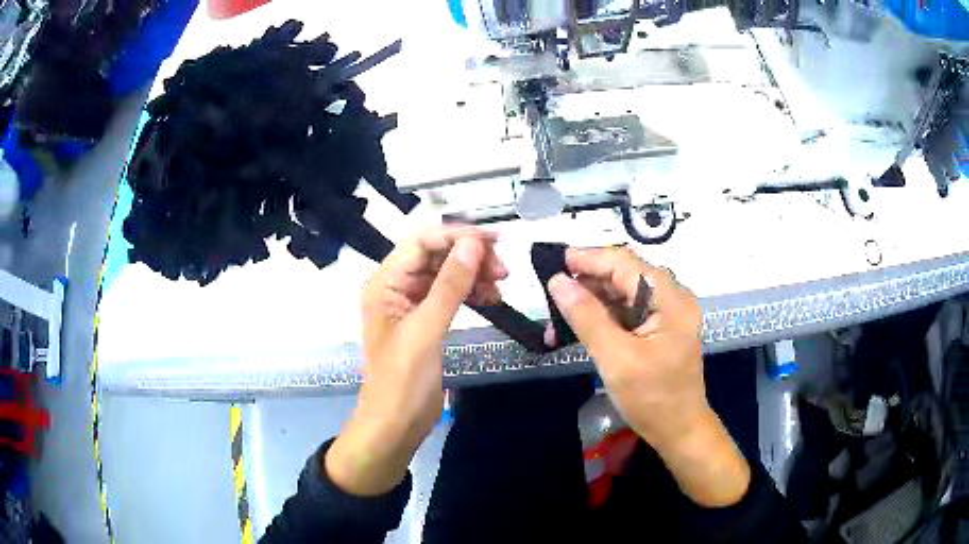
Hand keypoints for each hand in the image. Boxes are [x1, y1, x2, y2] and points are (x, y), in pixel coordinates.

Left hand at [326, 226, 505, 495]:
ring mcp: (410, 304)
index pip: (421, 242)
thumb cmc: (403, 381)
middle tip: (503, 268)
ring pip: (445, 275)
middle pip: (435, 256)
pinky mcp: (425, 321)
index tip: (494, 241)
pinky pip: (449, 296)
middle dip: (469, 257)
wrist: (395, 425)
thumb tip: (473, 244)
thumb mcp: (426, 330)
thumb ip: (449, 285)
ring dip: (473, 275)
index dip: (457, 236)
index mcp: (385, 283)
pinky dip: (470, 293)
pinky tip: (492, 298)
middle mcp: (395, 287)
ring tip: (502, 283)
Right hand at [547, 246, 749, 506]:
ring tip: (558, 321)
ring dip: (591, 303)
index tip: (554, 261)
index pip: (624, 263)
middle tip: (552, 298)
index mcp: (670, 298)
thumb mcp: (615, 358)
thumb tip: (557, 281)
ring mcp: (668, 312)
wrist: (679, 430)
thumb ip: (586, 316)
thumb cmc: (651, 398)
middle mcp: (672, 297)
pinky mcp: (661, 327)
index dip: (588, 258)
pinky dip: (604, 318)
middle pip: (624, 275)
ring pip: (623, 293)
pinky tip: (580, 330)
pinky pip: (628, 311)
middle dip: (587, 284)